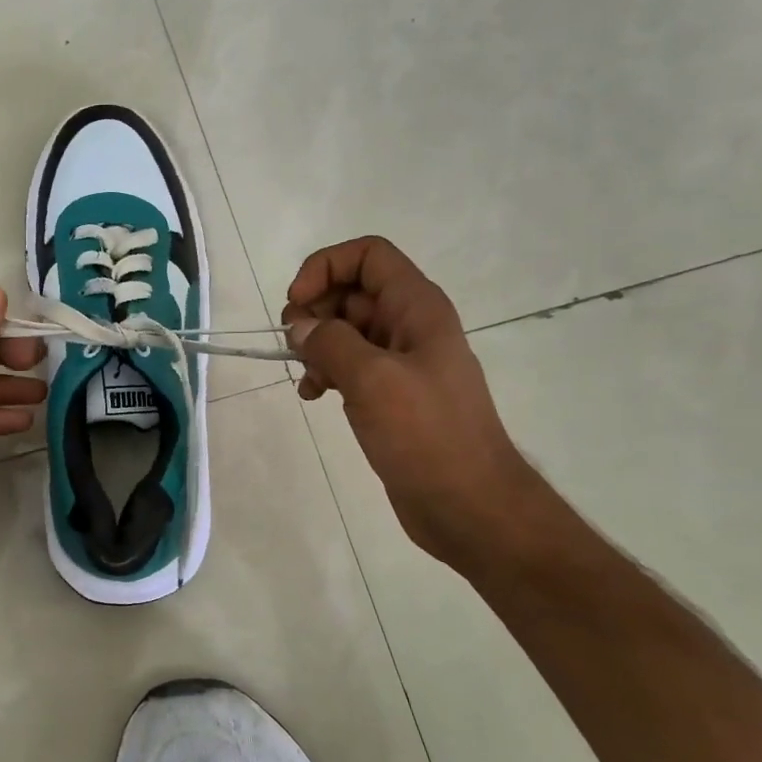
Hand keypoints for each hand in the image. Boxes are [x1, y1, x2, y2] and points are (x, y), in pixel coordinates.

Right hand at [283, 237, 541, 567]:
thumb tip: (300, 327)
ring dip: (317, 345)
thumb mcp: (374, 380)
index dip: (326, 267)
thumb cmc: (427, 435)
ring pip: (347, 330)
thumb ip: (331, 342)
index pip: (368, 255)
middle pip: (352, 291)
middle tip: (293, 344)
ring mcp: (401, 362)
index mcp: (417, 308)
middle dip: (315, 310)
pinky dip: (326, 373)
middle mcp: (410, 326)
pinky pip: (350, 366)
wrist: (468, 505)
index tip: (296, 305)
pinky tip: (312, 396)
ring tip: (305, 376)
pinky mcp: (391, 395)